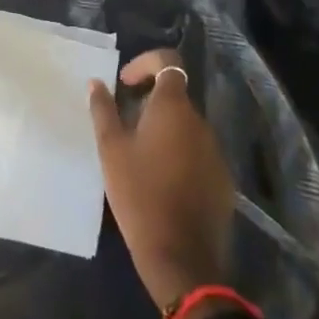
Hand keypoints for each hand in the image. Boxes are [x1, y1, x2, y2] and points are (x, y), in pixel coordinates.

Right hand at [89, 48, 234, 310]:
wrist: (181, 256)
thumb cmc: (139, 194)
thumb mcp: (111, 150)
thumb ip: (103, 110)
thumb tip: (97, 83)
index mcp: (173, 108)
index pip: (168, 62)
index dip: (145, 64)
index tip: (124, 84)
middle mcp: (200, 122)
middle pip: (175, 96)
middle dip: (150, 101)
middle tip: (123, 123)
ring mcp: (215, 152)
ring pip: (186, 126)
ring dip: (164, 129)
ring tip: (138, 154)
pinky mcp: (222, 179)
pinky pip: (197, 152)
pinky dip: (179, 153)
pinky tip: (160, 180)